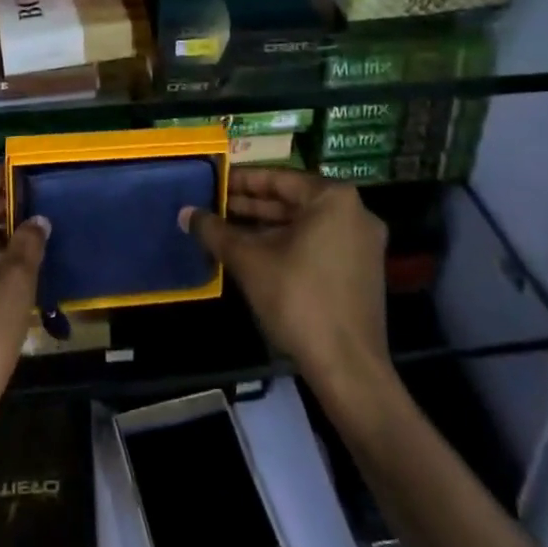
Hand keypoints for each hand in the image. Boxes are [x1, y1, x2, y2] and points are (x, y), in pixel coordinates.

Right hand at [182, 169, 390, 412]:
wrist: (349, 369)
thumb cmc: (298, 300)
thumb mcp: (249, 261)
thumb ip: (216, 231)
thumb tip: (185, 213)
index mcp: (333, 198)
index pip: (278, 178)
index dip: (241, 181)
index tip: (213, 182)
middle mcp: (354, 211)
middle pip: (292, 200)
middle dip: (252, 205)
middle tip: (215, 206)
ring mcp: (362, 242)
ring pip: (304, 224)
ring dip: (267, 226)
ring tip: (227, 228)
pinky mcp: (362, 270)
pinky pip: (318, 243)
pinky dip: (288, 244)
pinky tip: (255, 253)